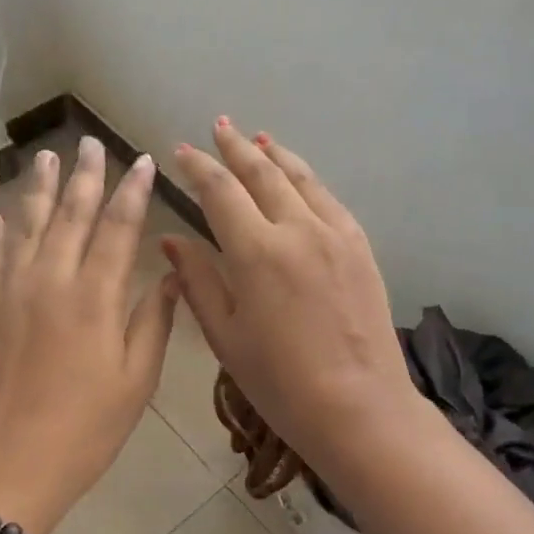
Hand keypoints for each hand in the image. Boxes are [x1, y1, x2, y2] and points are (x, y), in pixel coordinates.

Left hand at [0, 138, 177, 533]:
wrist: (3, 469)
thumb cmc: (83, 431)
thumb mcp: (135, 382)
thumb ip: (153, 322)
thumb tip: (167, 275)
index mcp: (94, 299)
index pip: (119, 229)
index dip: (133, 192)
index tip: (144, 162)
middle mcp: (50, 282)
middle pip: (70, 215)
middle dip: (84, 176)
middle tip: (90, 143)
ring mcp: (8, 294)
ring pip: (26, 227)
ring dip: (39, 189)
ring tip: (46, 156)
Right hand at [163, 119, 419, 475]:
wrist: (360, 406)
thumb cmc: (280, 382)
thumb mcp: (226, 336)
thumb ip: (199, 280)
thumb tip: (172, 240)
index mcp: (256, 252)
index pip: (220, 192)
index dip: (198, 168)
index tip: (181, 151)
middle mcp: (298, 229)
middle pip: (262, 173)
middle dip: (235, 147)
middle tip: (218, 127)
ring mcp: (336, 234)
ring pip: (300, 178)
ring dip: (275, 155)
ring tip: (258, 138)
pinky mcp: (361, 246)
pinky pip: (329, 199)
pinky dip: (308, 178)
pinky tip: (300, 176)